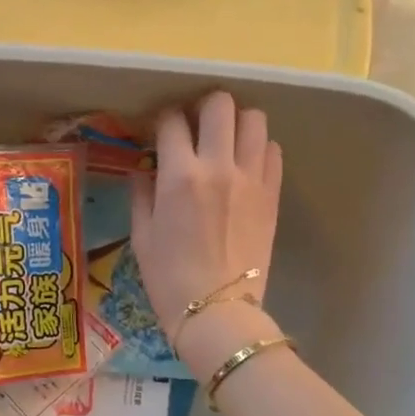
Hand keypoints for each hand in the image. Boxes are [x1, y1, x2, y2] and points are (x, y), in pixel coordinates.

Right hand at [131, 91, 282, 339]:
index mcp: (179, 176)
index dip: (162, 120)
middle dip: (202, 107)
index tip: (159, 131)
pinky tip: (243, 164)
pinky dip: (257, 148)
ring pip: (254, 119)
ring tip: (223, 140)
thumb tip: (145, 169)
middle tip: (194, 126)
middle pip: (219, 104)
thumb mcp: (142, 235)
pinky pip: (272, 150)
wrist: (216, 310)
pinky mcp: (272, 193)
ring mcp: (251, 178)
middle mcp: (218, 166)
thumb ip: (142, 193)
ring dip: (235, 122)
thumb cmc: (168, 277)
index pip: (172, 121)